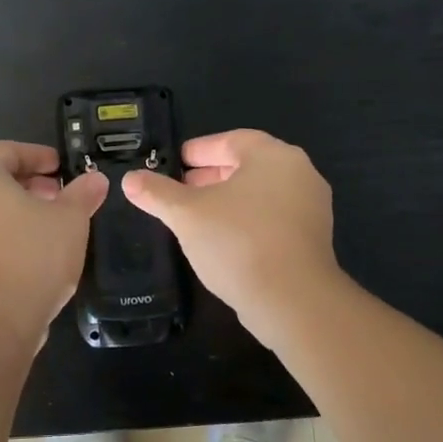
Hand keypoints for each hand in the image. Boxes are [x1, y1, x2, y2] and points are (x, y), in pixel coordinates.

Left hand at [0, 140, 107, 356]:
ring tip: (48, 223)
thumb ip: (82, 193)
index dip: (38, 156)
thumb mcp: (70, 220)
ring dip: (15, 207)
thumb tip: (95, 180)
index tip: (62, 167)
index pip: (8, 150)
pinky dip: (1, 229)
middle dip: (28, 182)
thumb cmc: (31, 258)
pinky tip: (29, 248)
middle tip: (59, 194)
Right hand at [122, 129, 339, 342]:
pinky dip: (247, 220)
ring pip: (260, 193)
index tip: (174, 163)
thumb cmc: (238, 242)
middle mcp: (299, 173)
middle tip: (180, 189)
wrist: (293, 300)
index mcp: (273, 155)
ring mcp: (311, 207)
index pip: (230, 141)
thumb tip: (129, 179)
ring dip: (228, 200)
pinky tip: (223, 240)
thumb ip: (157, 193)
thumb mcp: (187, 215)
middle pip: (247, 166)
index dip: (198, 150)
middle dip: (211, 176)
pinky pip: (273, 218)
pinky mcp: (313, 238)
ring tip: (196, 216)